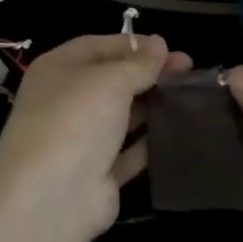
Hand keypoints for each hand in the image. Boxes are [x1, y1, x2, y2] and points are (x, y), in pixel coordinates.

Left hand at [0, 34, 192, 241]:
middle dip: (148, 74)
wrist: (51, 197)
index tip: (170, 48)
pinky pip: (128, 152)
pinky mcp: (97, 173)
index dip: (133, 44)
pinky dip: (150, 142)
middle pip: (111, 80)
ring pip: (121, 116)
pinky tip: (180, 132)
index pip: (98, 46)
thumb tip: (159, 44)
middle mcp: (64, 101)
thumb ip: (138, 63)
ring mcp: (80, 139)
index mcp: (57, 70)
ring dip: (152, 106)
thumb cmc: (76, 120)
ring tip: (191, 98)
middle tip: (189, 71)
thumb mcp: (110, 80)